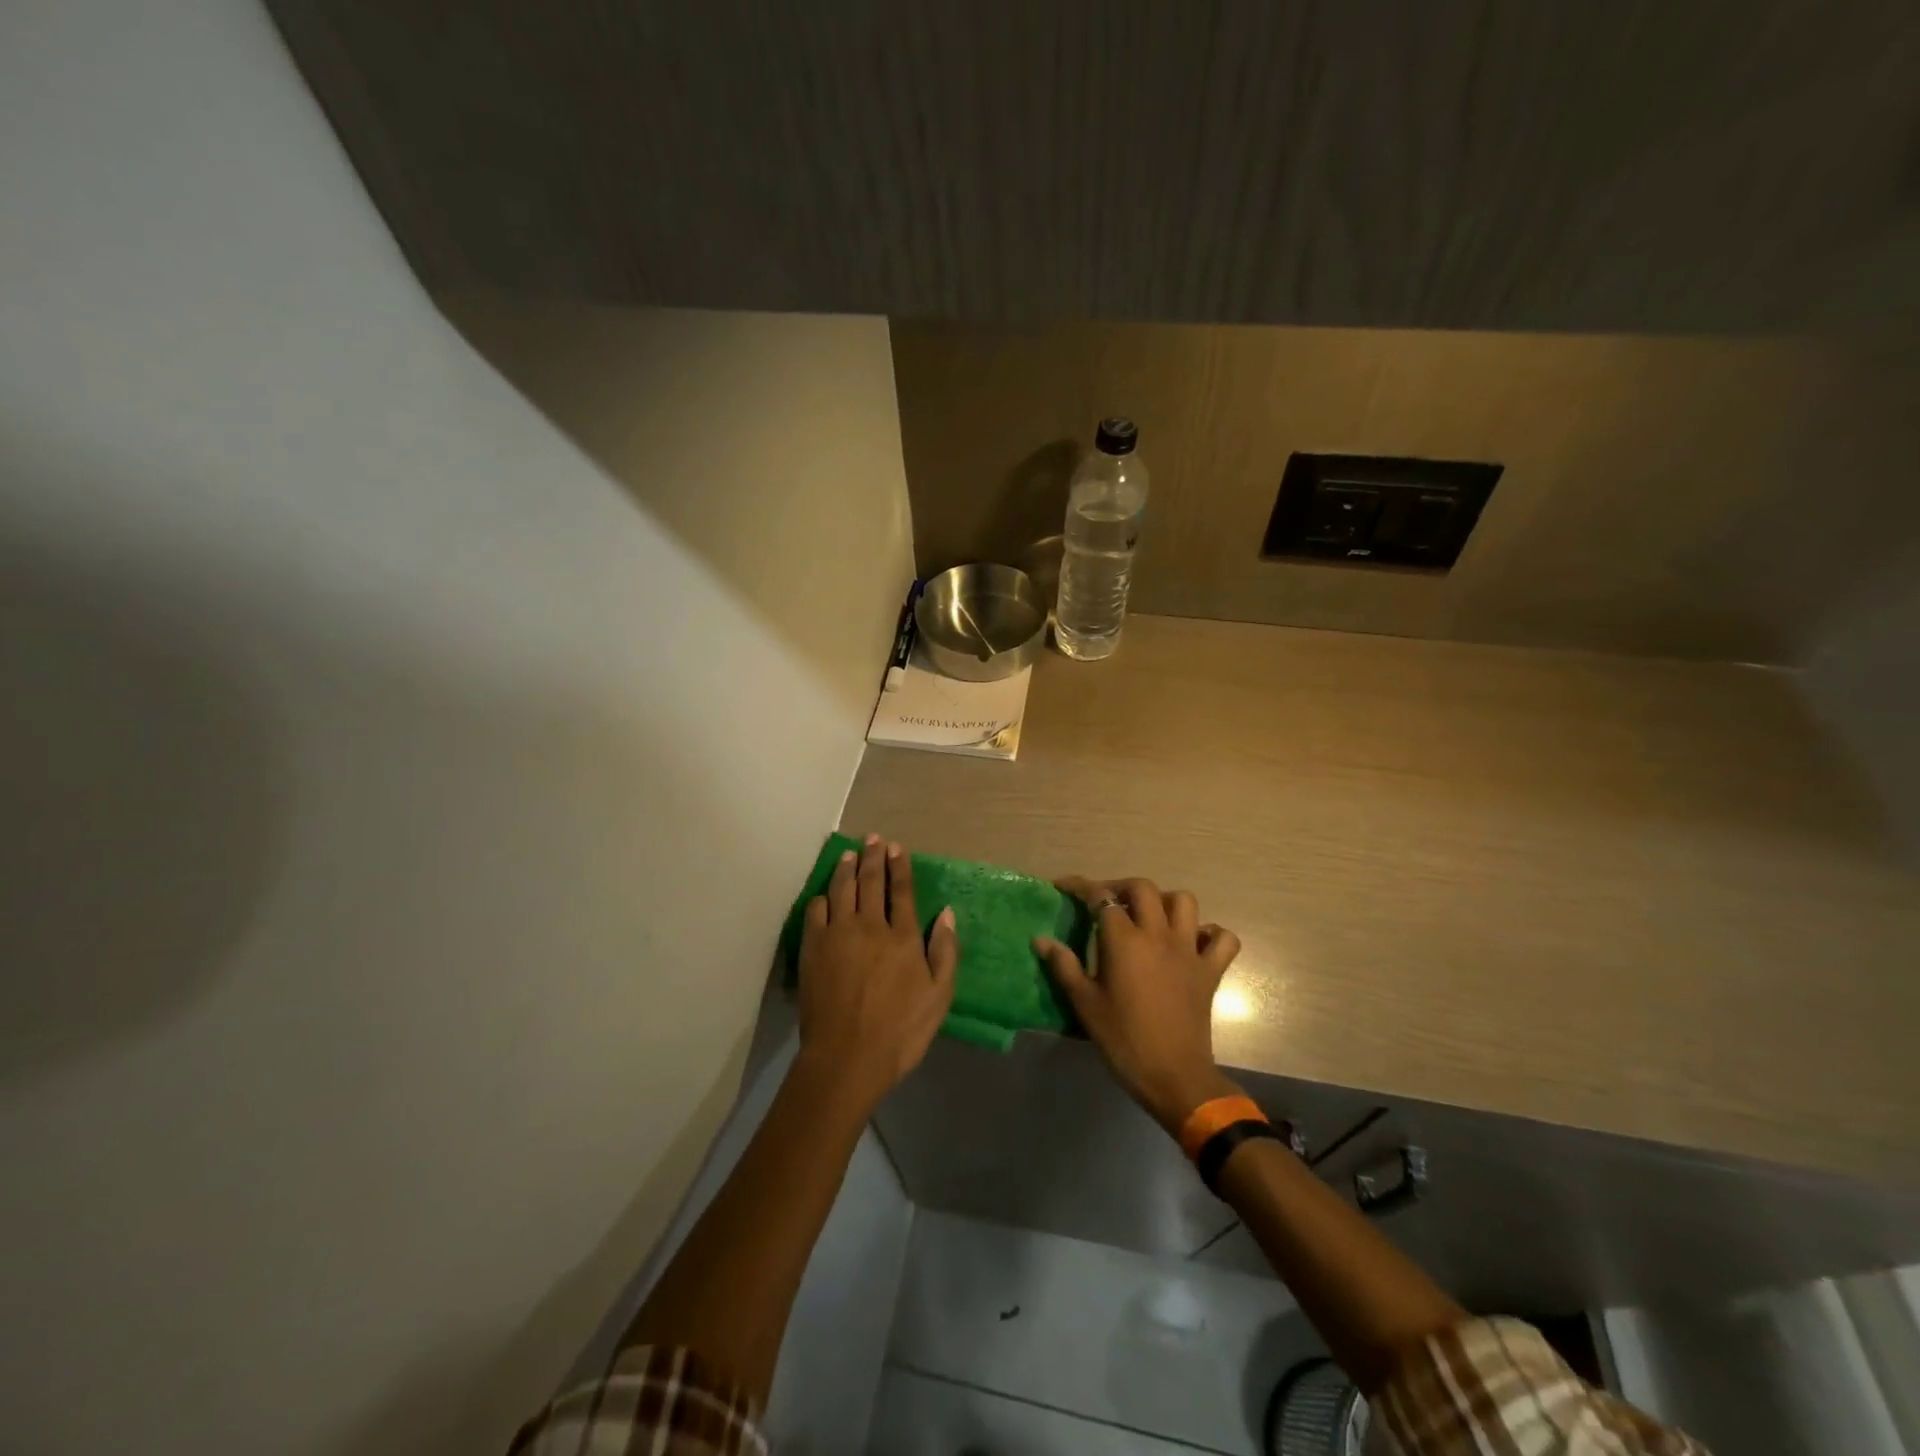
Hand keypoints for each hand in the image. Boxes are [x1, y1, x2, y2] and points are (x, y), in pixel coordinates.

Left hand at [796, 834, 957, 1113]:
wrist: (847, 1057)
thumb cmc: (900, 1031)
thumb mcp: (940, 996)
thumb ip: (945, 951)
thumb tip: (947, 913)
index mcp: (903, 936)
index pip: (902, 891)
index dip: (900, 866)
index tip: (897, 847)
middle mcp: (870, 925)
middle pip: (871, 882)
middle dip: (873, 857)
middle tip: (872, 838)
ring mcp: (837, 934)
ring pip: (842, 889)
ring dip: (847, 868)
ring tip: (849, 854)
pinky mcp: (813, 948)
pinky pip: (816, 911)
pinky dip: (822, 898)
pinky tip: (824, 895)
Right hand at [1036, 876, 1242, 1132]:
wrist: (1174, 1076)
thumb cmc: (1123, 1039)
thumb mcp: (1085, 1004)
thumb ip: (1064, 966)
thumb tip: (1041, 940)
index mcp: (1125, 941)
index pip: (1101, 898)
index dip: (1080, 887)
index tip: (1064, 887)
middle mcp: (1158, 935)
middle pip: (1143, 888)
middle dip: (1121, 887)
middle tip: (1105, 901)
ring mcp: (1189, 950)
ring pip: (1184, 902)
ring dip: (1164, 901)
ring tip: (1148, 915)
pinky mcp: (1211, 970)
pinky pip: (1221, 938)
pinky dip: (1209, 933)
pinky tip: (1191, 942)